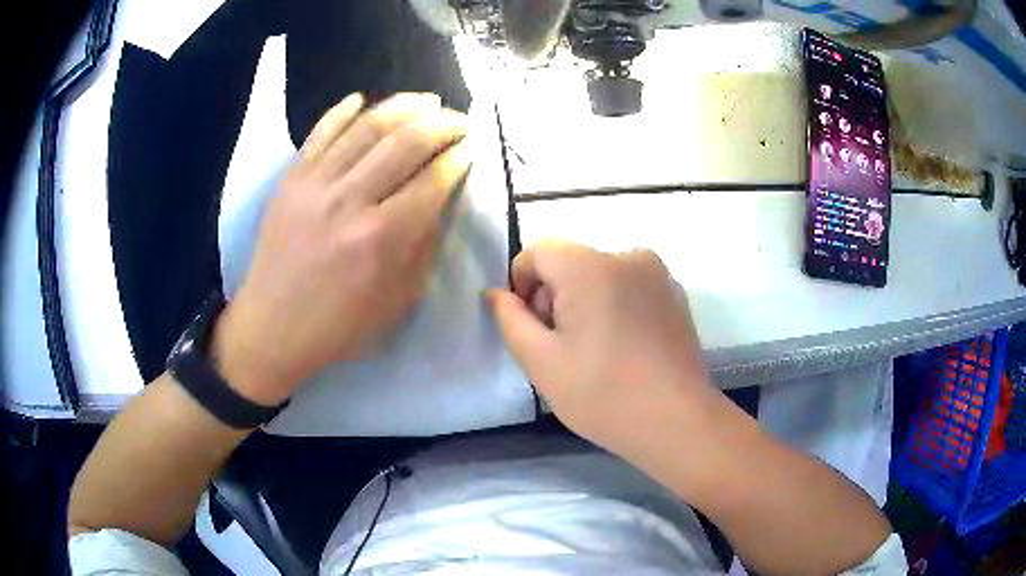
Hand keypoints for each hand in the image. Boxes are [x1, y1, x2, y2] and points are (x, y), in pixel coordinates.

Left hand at [213, 93, 470, 404]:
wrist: (271, 328)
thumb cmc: (338, 326)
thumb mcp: (397, 301)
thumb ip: (422, 248)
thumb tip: (437, 202)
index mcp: (382, 238)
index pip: (432, 181)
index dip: (458, 158)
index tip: (470, 148)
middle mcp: (350, 201)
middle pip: (405, 143)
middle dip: (441, 124)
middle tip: (459, 119)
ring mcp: (315, 185)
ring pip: (365, 127)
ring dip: (402, 106)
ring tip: (425, 100)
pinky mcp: (290, 180)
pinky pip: (319, 133)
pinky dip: (342, 111)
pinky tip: (362, 99)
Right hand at [488, 241, 719, 463]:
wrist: (677, 421)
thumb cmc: (603, 395)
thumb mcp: (541, 362)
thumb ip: (510, 319)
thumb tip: (496, 292)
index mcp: (590, 266)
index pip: (539, 252)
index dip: (523, 286)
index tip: (534, 329)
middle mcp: (627, 256)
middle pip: (570, 263)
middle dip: (556, 297)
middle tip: (564, 349)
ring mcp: (658, 274)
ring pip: (600, 275)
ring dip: (586, 303)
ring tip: (596, 352)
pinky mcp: (676, 294)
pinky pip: (630, 287)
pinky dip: (616, 307)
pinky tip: (626, 349)